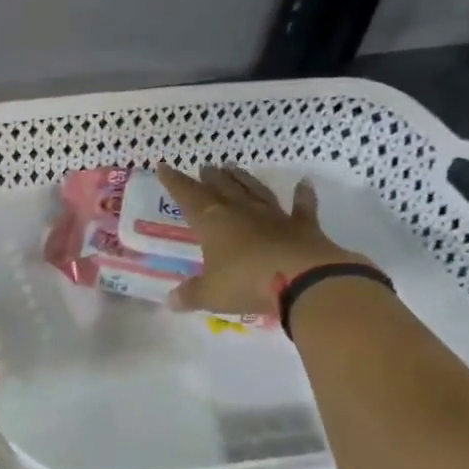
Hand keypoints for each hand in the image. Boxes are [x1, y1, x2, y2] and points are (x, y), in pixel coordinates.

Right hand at [155, 162, 370, 315]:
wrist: (303, 280)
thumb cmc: (246, 283)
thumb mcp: (211, 294)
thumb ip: (191, 294)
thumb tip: (170, 301)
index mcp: (213, 223)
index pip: (188, 197)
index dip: (175, 182)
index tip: (164, 167)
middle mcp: (242, 212)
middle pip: (222, 189)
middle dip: (211, 178)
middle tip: (205, 167)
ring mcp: (274, 217)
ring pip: (255, 191)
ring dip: (244, 179)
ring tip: (234, 167)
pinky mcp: (304, 227)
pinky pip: (302, 207)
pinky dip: (303, 195)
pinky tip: (304, 183)